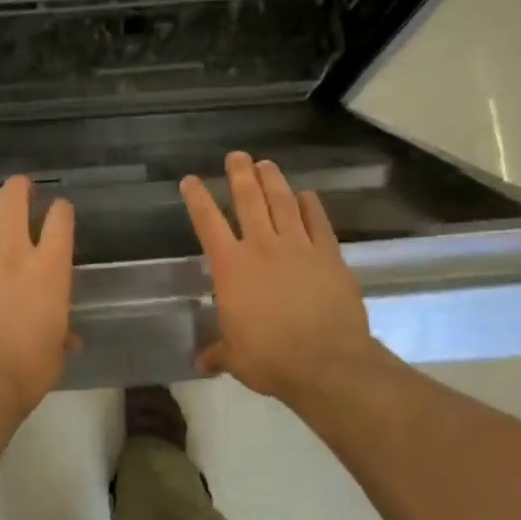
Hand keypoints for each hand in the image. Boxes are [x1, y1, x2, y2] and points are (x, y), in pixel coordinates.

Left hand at [0, 175, 76, 422]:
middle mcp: (12, 258)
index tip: (60, 209)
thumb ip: (62, 336)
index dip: (61, 211)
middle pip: (11, 203)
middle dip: (18, 189)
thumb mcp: (56, 354)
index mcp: (48, 271)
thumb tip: (68, 338)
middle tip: (22, 185)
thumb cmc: (28, 371)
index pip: (60, 222)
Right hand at [181, 152, 382, 403]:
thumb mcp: (236, 358)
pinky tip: (308, 195)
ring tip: (267, 164)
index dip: (197, 199)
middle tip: (237, 156)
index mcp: (231, 268)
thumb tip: (202, 363)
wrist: (326, 362)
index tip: (190, 180)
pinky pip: (318, 222)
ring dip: (273, 181)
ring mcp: (299, 247)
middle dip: (240, 175)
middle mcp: (262, 247)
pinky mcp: (329, 254)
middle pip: (249, 200)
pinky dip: (311, 206)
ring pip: (283, 203)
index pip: (208, 224)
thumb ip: (219, 352)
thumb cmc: (270, 359)